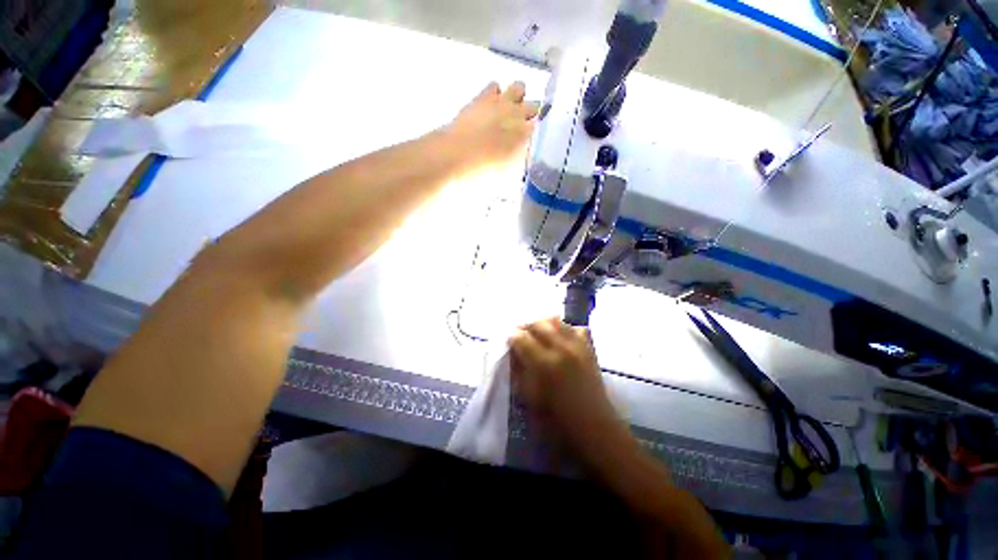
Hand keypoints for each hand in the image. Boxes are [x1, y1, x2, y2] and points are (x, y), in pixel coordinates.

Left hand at [446, 81, 538, 170]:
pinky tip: (490, 104)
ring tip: (508, 110)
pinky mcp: (483, 96)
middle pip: (535, 106)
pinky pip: (495, 85)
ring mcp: (501, 102)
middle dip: (530, 114)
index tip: (532, 138)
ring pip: (519, 87)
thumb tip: (522, 154)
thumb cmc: (483, 172)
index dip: (537, 131)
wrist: (456, 155)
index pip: (541, 127)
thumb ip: (518, 160)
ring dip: (516, 97)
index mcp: (526, 138)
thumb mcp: (507, 173)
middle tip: (520, 127)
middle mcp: (519, 116)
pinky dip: (495, 93)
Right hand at [508, 317, 627, 462]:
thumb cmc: (557, 417)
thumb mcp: (529, 397)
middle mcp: (561, 348)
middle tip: (521, 334)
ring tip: (538, 331)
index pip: (521, 338)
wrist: (593, 424)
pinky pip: (576, 328)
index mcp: (544, 363)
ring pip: (557, 321)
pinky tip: (560, 337)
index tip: (509, 339)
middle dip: (526, 326)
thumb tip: (514, 352)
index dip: (512, 337)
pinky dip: (565, 328)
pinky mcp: (589, 348)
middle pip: (538, 323)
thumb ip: (519, 370)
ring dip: (543, 323)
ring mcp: (578, 345)